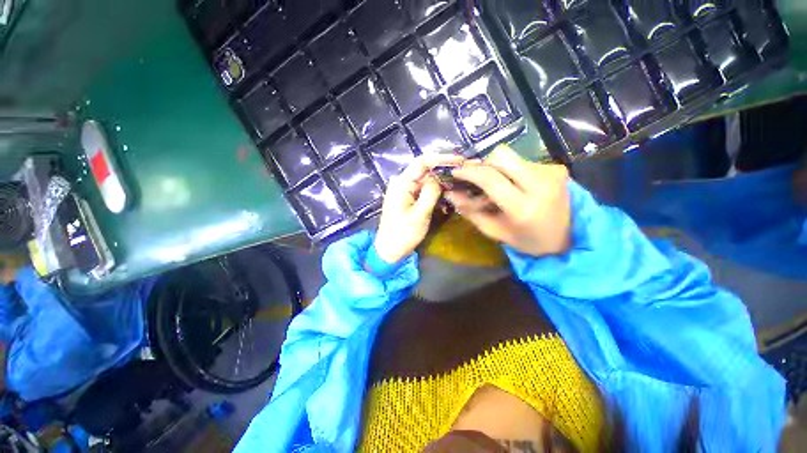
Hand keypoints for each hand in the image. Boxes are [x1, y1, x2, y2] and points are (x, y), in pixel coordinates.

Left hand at [374, 154, 463, 262]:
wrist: (389, 250)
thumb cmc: (403, 234)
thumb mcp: (420, 214)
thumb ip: (430, 192)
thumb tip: (439, 178)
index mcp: (401, 183)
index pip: (422, 162)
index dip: (441, 158)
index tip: (460, 160)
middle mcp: (402, 183)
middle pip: (426, 170)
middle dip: (444, 170)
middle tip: (464, 172)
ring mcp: (405, 191)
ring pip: (426, 181)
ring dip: (442, 183)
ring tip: (460, 183)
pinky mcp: (408, 199)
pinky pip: (424, 190)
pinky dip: (435, 193)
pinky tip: (447, 197)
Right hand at [445, 145, 571, 255]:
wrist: (570, 238)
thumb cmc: (527, 240)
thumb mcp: (495, 231)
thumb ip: (471, 212)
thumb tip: (451, 194)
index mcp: (524, 207)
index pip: (491, 179)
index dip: (469, 171)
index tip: (455, 171)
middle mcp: (540, 184)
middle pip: (501, 155)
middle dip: (483, 164)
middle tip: (476, 178)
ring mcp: (551, 172)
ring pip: (511, 157)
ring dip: (496, 169)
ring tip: (496, 187)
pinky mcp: (556, 167)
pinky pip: (523, 161)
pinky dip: (511, 171)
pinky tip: (513, 186)